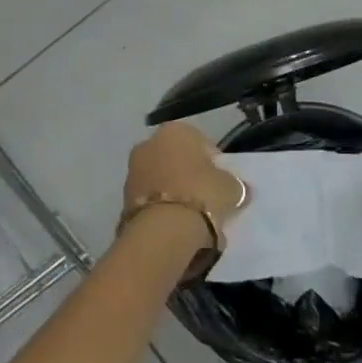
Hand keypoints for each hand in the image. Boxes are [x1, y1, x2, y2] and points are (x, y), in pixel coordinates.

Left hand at [123, 122, 245, 233]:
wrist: (162, 231)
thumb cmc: (201, 195)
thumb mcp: (231, 188)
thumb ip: (234, 184)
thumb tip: (239, 188)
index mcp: (176, 131)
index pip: (201, 143)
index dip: (214, 163)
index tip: (221, 183)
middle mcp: (149, 143)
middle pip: (176, 159)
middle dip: (189, 175)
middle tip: (206, 199)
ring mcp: (132, 171)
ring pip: (161, 179)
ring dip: (173, 192)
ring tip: (191, 218)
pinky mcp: (122, 199)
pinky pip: (150, 200)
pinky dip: (160, 209)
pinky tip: (174, 227)